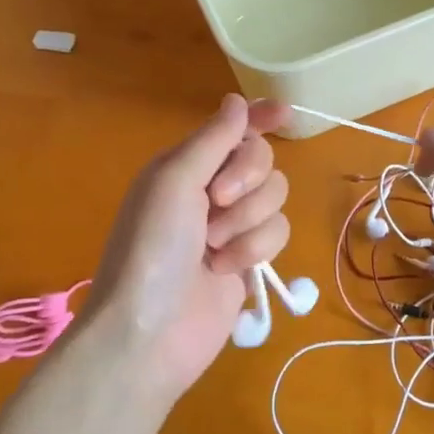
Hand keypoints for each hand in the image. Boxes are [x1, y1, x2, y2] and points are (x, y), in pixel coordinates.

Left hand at [86, 94, 290, 397]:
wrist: (149, 332)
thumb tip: (238, 100)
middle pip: (262, 160)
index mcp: (186, 165)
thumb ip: (213, 139)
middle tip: (217, 200)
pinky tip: (225, 271)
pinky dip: (253, 250)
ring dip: (247, 221)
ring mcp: (231, 226)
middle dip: (247, 179)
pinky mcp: (249, 259)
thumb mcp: (174, 181)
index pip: (231, 130)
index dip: (258, 118)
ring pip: (275, 197)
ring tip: (214, 247)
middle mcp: (209, 190)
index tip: (284, 113)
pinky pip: (278, 233)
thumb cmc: (152, 247)